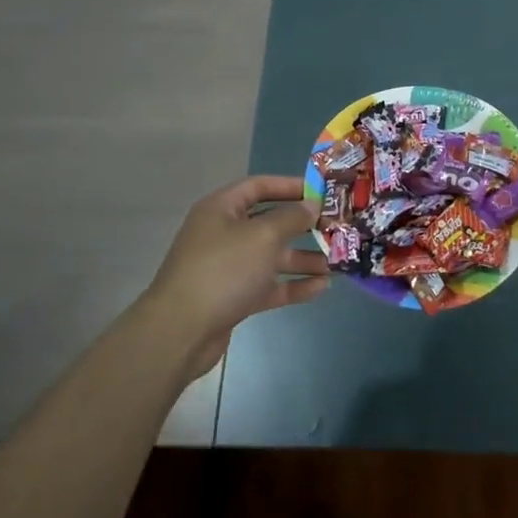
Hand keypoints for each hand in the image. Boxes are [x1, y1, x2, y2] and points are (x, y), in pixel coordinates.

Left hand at [143, 176, 324, 378]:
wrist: (181, 331)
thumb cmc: (223, 270)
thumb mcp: (263, 236)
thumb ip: (291, 218)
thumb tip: (311, 205)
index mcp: (222, 209)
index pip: (259, 186)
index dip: (290, 186)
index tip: (322, 192)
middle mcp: (223, 233)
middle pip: (269, 222)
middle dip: (302, 226)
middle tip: (335, 229)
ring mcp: (228, 267)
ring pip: (271, 257)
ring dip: (303, 259)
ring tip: (336, 262)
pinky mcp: (233, 297)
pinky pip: (268, 285)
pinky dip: (292, 286)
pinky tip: (322, 287)